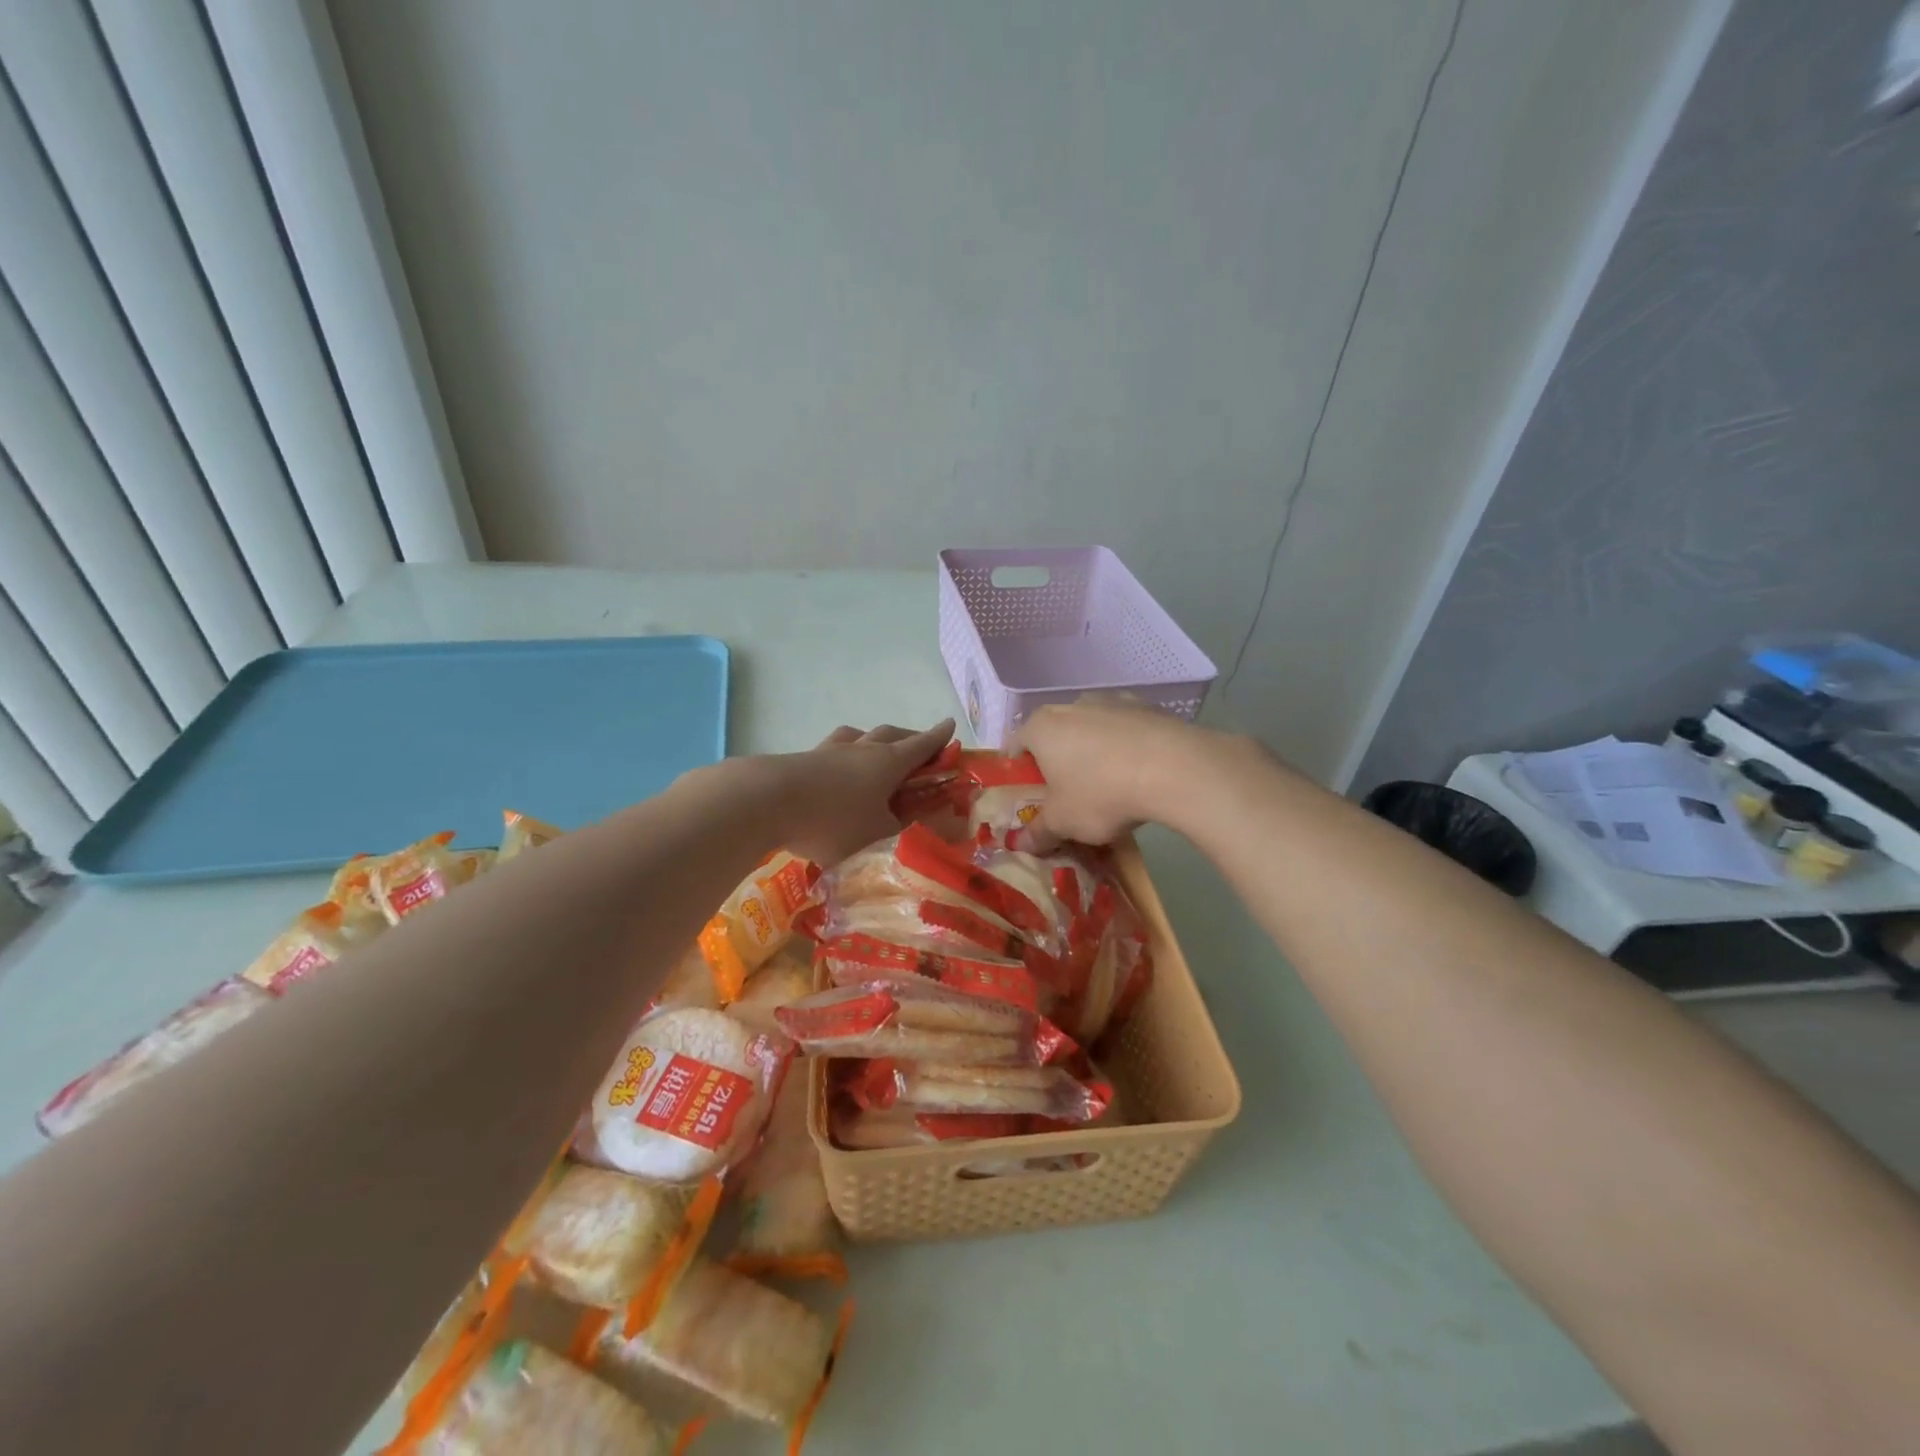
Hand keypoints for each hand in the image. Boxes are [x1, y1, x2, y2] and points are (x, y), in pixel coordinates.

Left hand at [771, 720, 955, 863]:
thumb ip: (907, 831)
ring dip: (873, 740)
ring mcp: (828, 752)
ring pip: (858, 736)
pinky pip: (831, 752)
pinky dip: (842, 757)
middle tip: (920, 746)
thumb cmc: (834, 820)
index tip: (951, 726)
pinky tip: (835, 770)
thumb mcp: (879, 836)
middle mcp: (861, 750)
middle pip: (891, 735)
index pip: (921, 745)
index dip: (939, 738)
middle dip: (910, 738)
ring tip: (875, 748)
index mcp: (888, 762)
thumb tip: (936, 827)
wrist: (766, 801)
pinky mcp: (801, 761)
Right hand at [1011, 696, 1222, 846]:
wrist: (1173, 768)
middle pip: (1054, 735)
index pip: (1015, 745)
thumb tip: (1021, 845)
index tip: (1030, 797)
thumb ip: (1038, 832)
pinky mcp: (1146, 706)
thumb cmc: (1101, 793)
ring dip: (1092, 752)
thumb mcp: (1064, 823)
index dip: (1018, 773)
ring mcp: (1111, 700)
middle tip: (1067, 795)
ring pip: (1091, 729)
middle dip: (1057, 762)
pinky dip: (1125, 747)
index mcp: (1041, 727)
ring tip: (1108, 786)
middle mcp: (1071, 706)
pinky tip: (1139, 774)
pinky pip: (1125, 730)